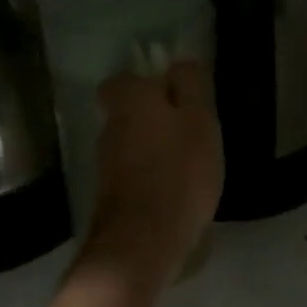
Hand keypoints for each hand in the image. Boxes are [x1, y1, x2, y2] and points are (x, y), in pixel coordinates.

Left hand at [80, 60, 222, 285]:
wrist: (142, 243)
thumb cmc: (179, 171)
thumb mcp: (200, 120)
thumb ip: (191, 86)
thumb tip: (180, 62)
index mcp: (130, 99)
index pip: (125, 79)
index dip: (150, 84)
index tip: (177, 96)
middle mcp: (110, 126)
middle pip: (129, 111)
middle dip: (154, 118)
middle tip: (190, 132)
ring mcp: (106, 164)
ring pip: (132, 143)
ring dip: (155, 149)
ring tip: (189, 166)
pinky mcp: (110, 197)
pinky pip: (135, 173)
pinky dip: (152, 177)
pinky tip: (176, 192)